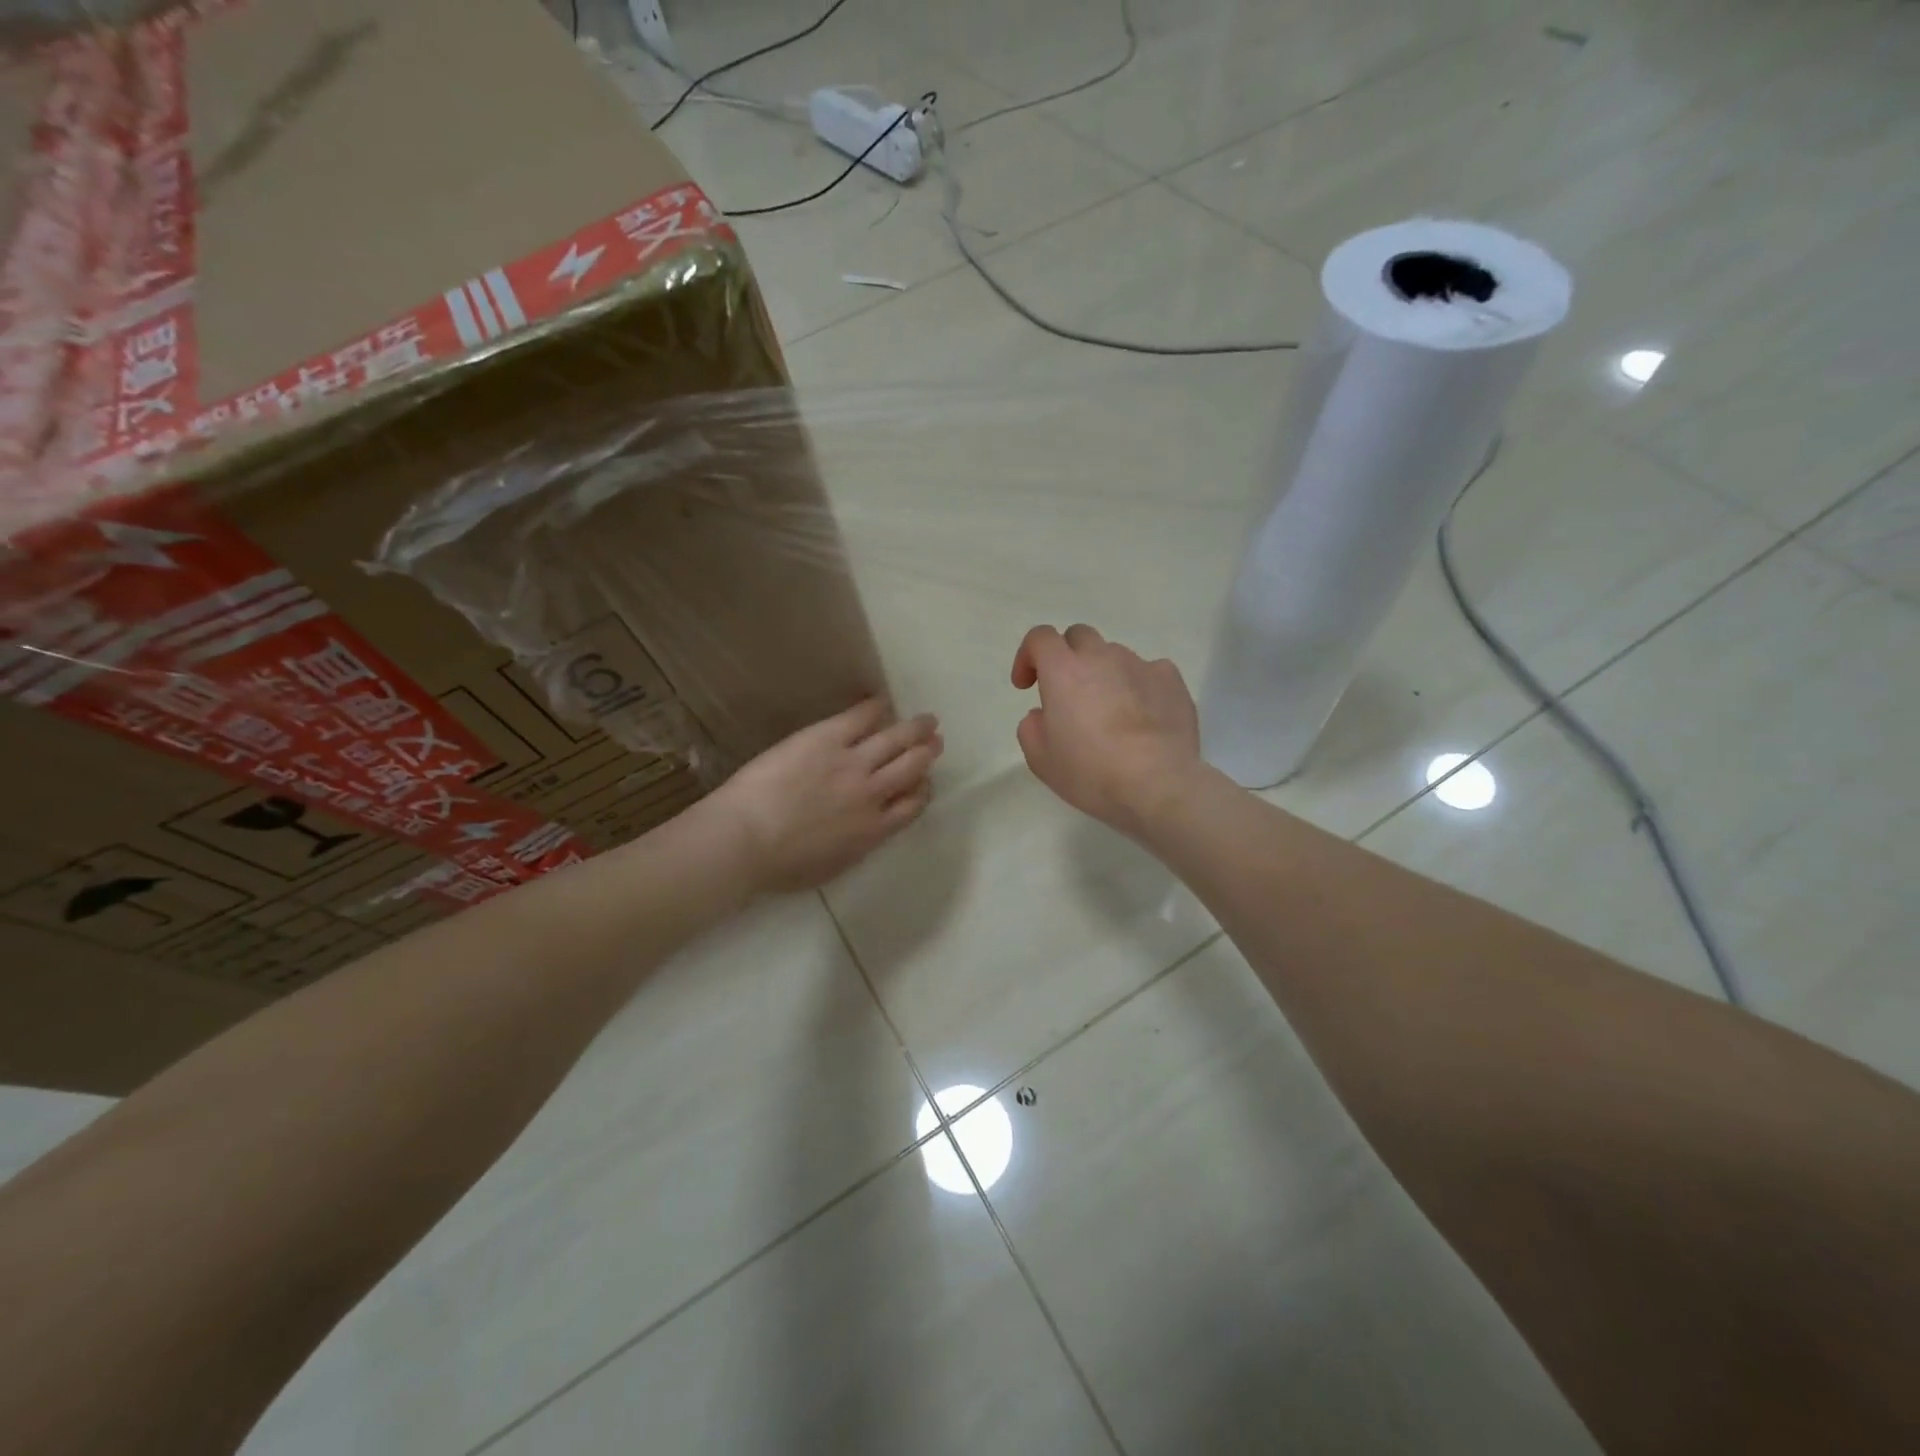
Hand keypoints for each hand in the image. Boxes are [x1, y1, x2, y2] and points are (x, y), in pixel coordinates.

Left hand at [709, 699, 940, 893]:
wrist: (746, 840)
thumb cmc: (780, 866)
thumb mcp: (832, 867)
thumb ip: (857, 846)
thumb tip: (866, 834)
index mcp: (874, 830)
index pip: (913, 805)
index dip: (922, 790)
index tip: (923, 782)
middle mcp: (873, 793)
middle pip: (912, 768)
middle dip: (927, 754)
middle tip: (935, 742)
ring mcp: (853, 763)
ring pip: (897, 740)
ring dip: (916, 729)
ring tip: (927, 720)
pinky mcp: (828, 738)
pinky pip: (861, 717)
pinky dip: (876, 708)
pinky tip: (882, 702)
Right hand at [1011, 623, 1201, 832]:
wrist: (1157, 784)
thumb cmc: (1091, 772)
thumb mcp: (1041, 760)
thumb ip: (1031, 728)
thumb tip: (1043, 714)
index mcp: (1063, 670)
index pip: (1040, 637)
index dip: (1027, 656)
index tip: (1027, 686)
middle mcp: (1102, 656)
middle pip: (1079, 637)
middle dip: (1067, 658)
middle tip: (1068, 694)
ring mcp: (1140, 664)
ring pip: (1115, 655)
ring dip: (1105, 674)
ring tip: (1111, 712)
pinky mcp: (1171, 679)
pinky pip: (1149, 671)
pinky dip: (1139, 686)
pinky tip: (1142, 716)